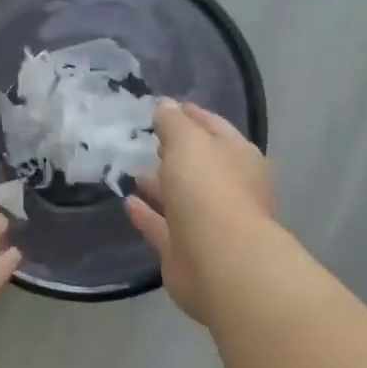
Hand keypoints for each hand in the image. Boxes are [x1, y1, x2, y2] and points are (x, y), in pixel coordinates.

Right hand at [127, 101, 276, 324]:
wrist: (219, 262)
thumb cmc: (208, 190)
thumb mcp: (188, 142)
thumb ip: (174, 123)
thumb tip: (165, 105)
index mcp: (239, 158)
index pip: (215, 128)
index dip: (191, 115)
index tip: (166, 106)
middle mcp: (229, 189)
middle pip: (200, 165)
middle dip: (176, 152)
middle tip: (148, 140)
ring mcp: (209, 223)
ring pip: (181, 198)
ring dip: (160, 184)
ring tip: (133, 170)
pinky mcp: (186, 251)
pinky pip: (163, 227)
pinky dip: (147, 215)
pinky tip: (127, 202)